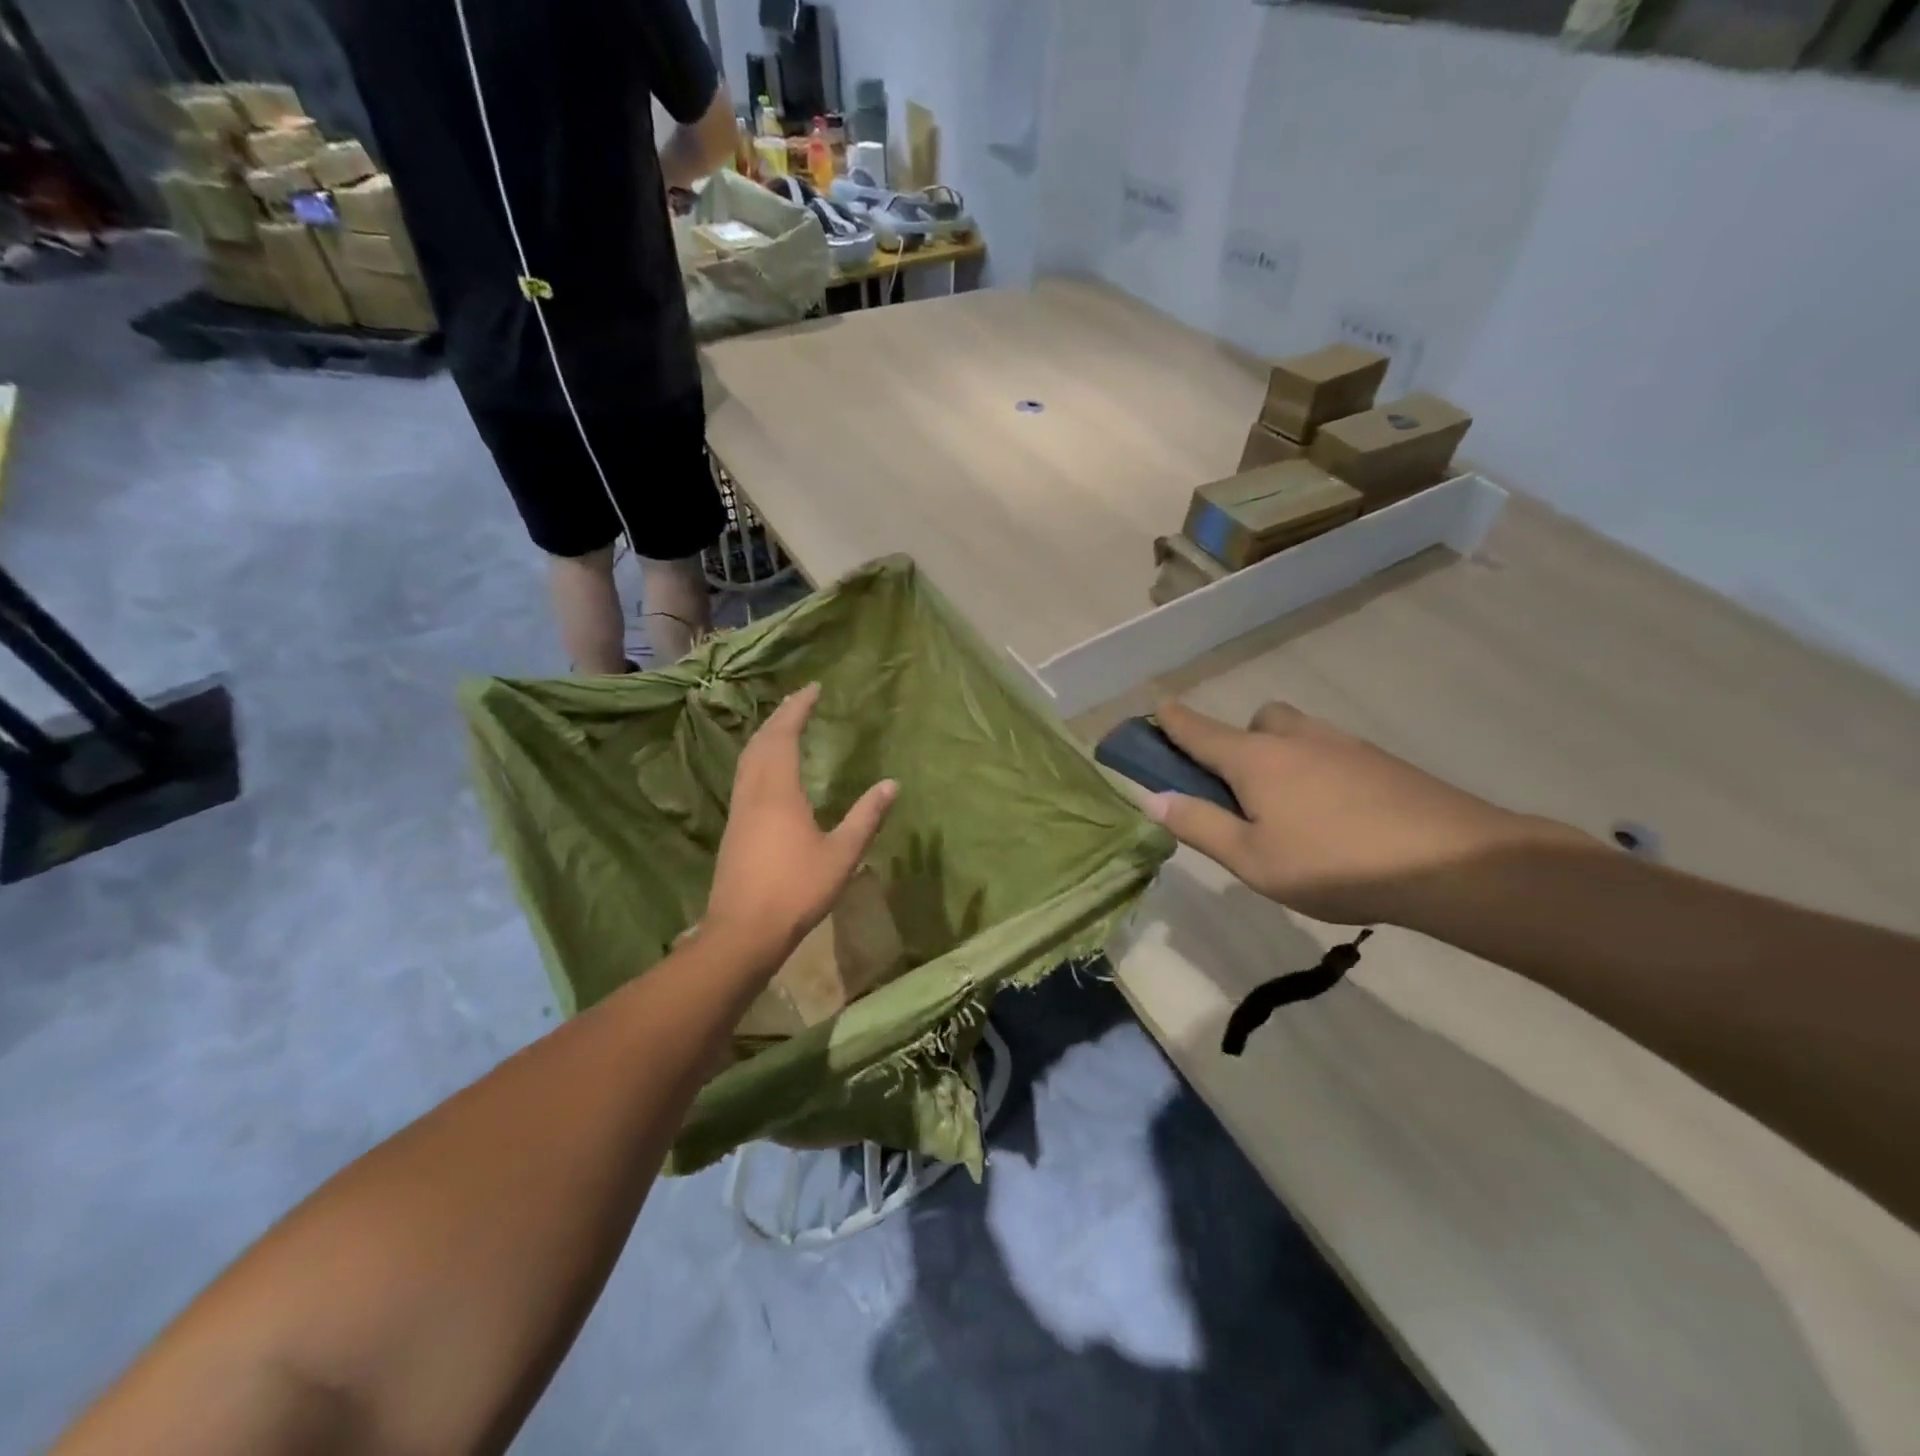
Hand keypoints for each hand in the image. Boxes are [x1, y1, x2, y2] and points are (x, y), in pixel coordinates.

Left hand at [703, 683, 896, 967]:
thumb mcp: (842, 854)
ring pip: (748, 759)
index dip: (798, 709)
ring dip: (765, 736)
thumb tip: (892, 784)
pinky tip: (768, 771)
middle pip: (761, 742)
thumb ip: (866, 817)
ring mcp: (739, 810)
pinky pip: (744, 776)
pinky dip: (758, 758)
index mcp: (779, 791)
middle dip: (779, 716)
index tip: (813, 688)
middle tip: (800, 700)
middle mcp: (754, 792)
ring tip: (783, 725)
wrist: (743, 931)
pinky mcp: (734, 828)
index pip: (785, 735)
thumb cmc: (796, 889)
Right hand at [1145, 700, 1565, 926]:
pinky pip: (1332, 754)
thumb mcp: (1251, 859)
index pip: (1198, 730)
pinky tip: (1336, 818)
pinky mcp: (1382, 762)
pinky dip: (1318, 772)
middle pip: (1255, 722)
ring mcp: (1344, 745)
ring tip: (1291, 813)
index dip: (1171, 721)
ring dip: (1280, 756)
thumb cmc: (1334, 863)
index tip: (1155, 712)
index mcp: (1255, 758)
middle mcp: (1296, 738)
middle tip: (1242, 792)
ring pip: (1297, 735)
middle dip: (1237, 742)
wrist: (1452, 862)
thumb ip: (1199, 825)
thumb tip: (1153, 798)